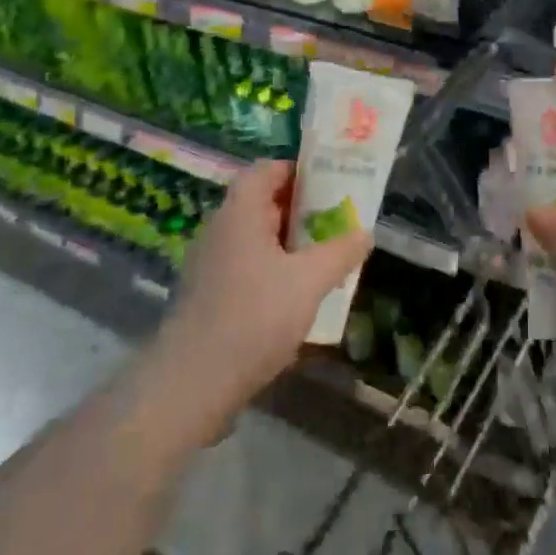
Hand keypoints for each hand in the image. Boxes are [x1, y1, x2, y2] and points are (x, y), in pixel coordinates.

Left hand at [145, 161, 371, 444]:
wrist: (190, 385)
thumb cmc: (253, 318)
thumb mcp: (309, 282)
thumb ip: (340, 252)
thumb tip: (365, 233)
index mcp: (240, 212)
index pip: (268, 169)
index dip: (300, 171)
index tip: (333, 185)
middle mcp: (221, 229)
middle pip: (264, 203)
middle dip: (304, 210)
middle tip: (339, 221)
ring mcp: (210, 264)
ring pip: (257, 238)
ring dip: (291, 244)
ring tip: (327, 258)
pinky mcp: (208, 296)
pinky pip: (247, 267)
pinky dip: (274, 270)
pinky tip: (298, 296)